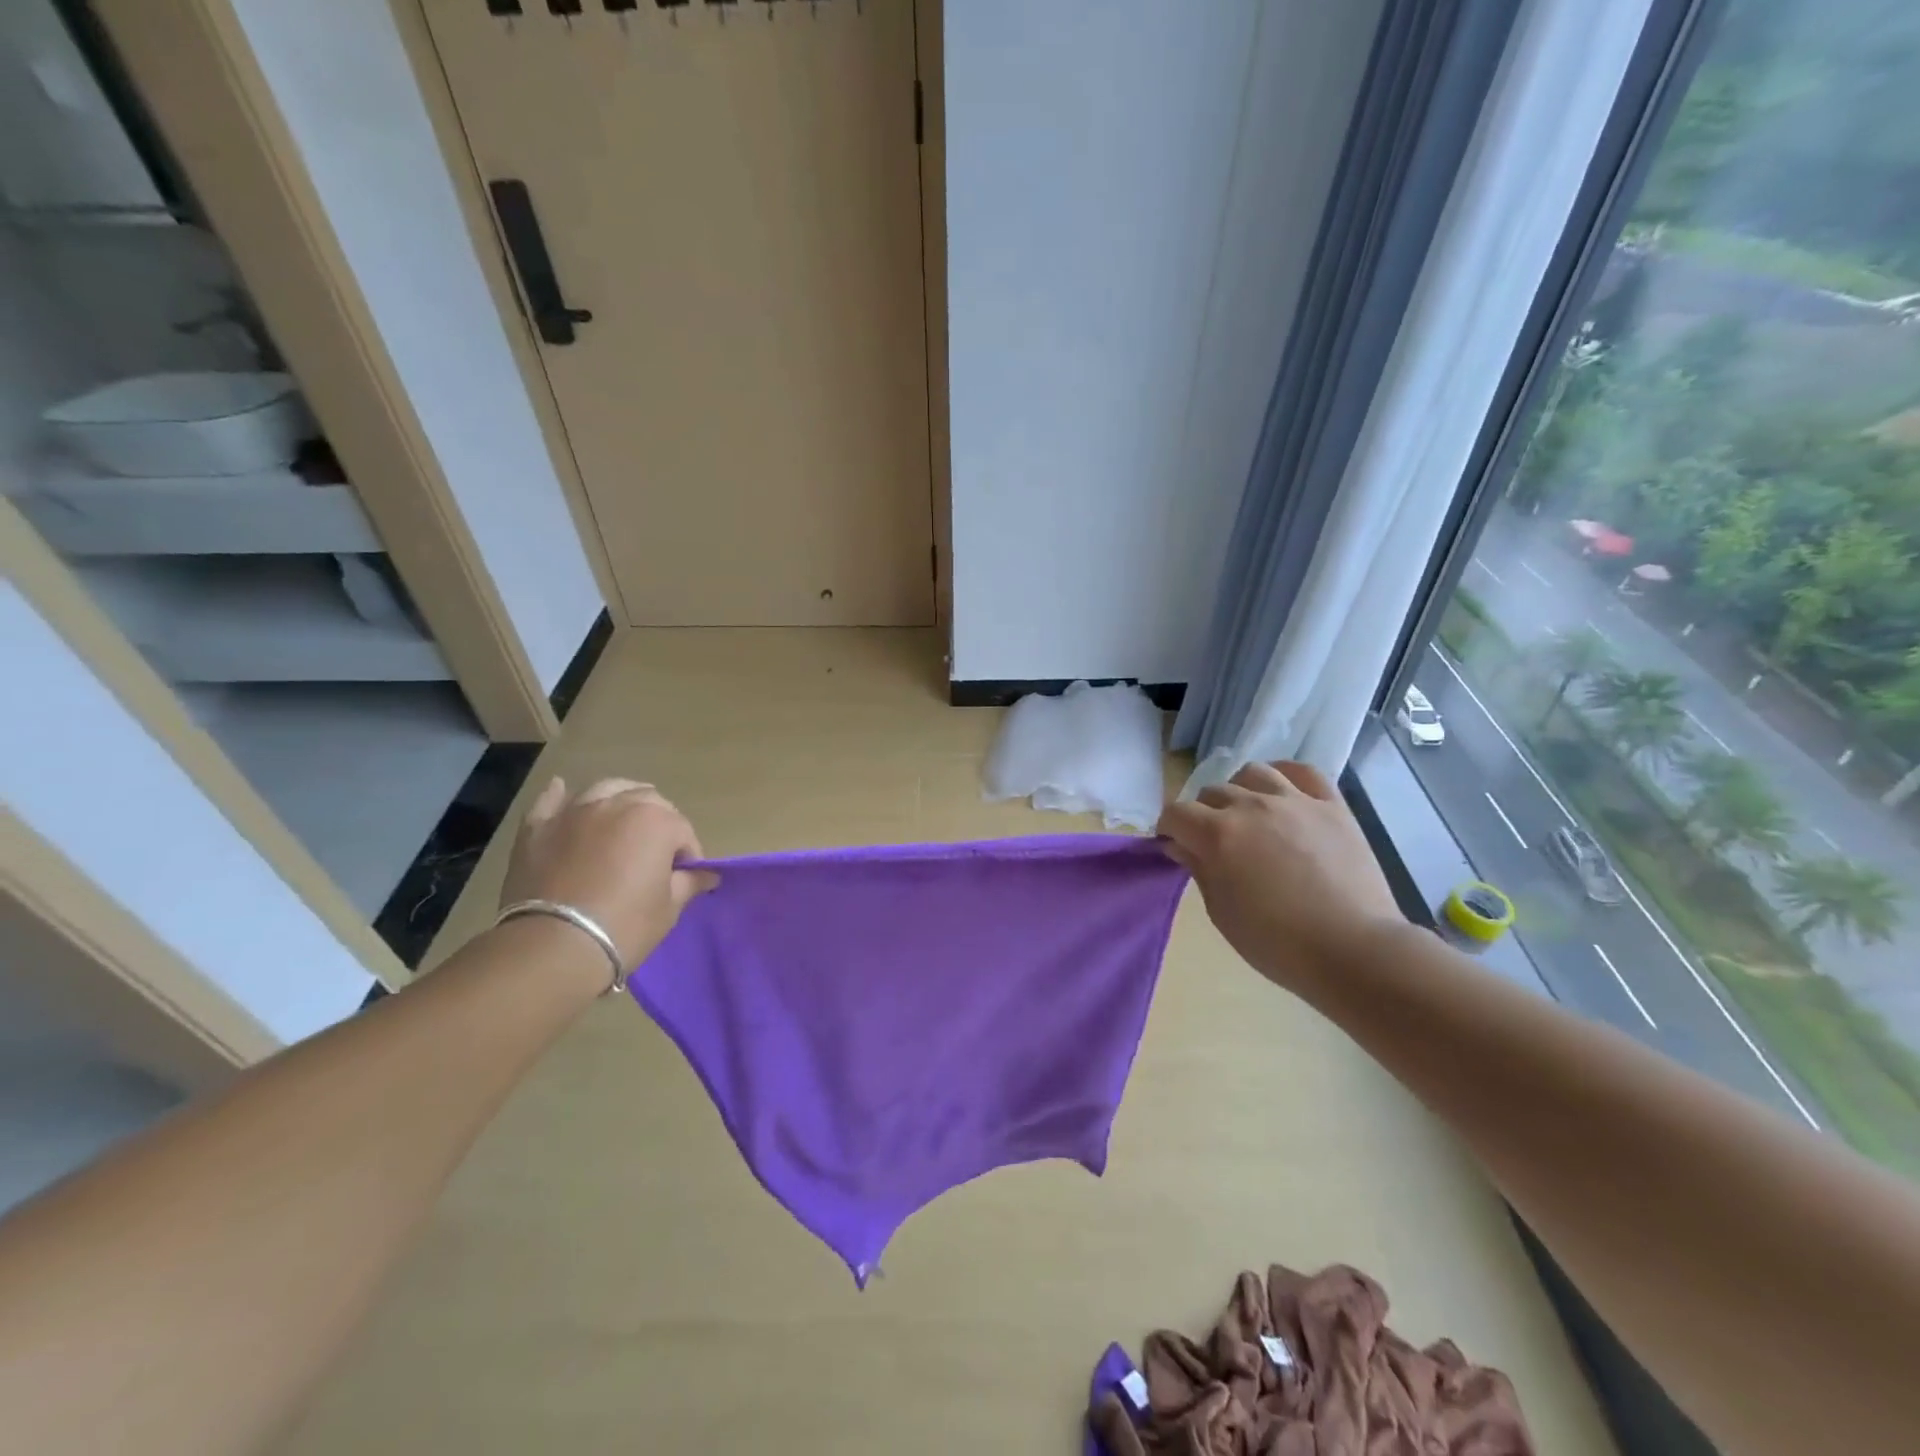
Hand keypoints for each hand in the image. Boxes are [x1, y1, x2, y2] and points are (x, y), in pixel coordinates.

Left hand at [499, 778, 716, 966]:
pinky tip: (562, 791)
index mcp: (656, 821)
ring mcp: (575, 812)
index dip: (688, 855)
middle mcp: (617, 804)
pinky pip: (550, 801)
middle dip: (659, 822)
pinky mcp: (538, 828)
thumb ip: (689, 882)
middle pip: (648, 800)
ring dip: (620, 799)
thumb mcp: (669, 908)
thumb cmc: (625, 926)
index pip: (683, 831)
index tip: (685, 877)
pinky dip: (559, 796)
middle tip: (656, 854)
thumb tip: (707, 874)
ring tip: (622, 819)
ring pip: (605, 789)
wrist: (554, 947)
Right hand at [1157, 761, 1404, 990]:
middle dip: (1203, 814)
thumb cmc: (1277, 943)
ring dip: (1240, 790)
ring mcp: (1294, 801)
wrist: (1352, 950)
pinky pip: (1304, 772)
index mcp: (1218, 834)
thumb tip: (1181, 845)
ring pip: (1253, 773)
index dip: (1169, 829)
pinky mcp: (1332, 805)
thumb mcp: (1222, 913)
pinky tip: (1282, 790)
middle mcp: (1251, 806)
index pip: (1176, 813)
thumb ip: (1200, 870)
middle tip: (1213, 841)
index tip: (1174, 846)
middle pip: (1212, 792)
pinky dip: (1286, 775)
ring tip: (1247, 813)